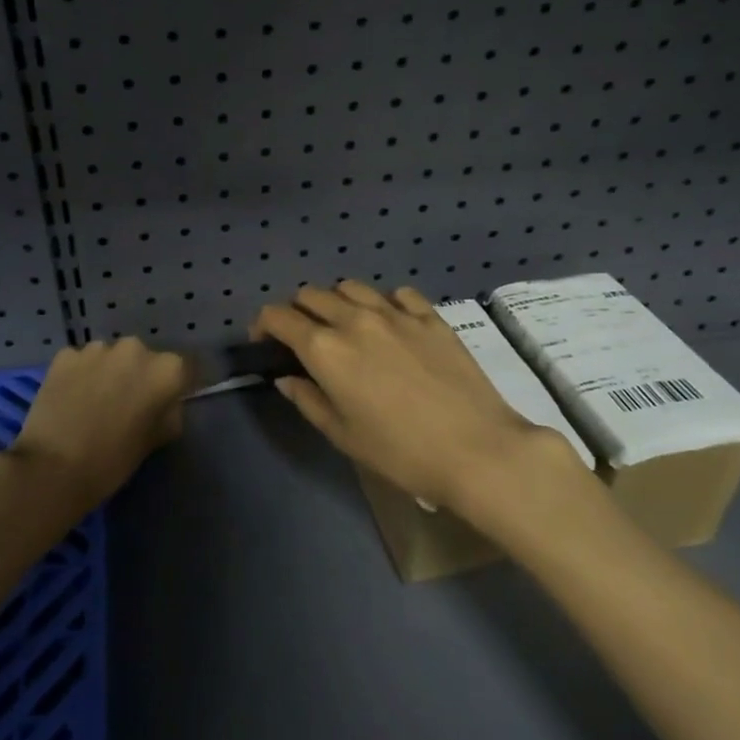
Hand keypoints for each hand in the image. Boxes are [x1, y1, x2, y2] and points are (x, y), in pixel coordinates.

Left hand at [5, 337, 191, 516]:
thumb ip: (169, 414)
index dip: (175, 386)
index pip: (183, 369)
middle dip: (139, 376)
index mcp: (166, 370)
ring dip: (109, 373)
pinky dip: (81, 375)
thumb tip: (166, 404)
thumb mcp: (155, 441)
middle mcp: (135, 349)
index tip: (166, 402)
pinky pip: (82, 361)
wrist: (52, 468)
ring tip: (95, 402)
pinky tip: (71, 399)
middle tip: (127, 405)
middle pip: (145, 359)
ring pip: (111, 357)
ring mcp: (97, 349)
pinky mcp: (66, 355)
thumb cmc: (112, 461)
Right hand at [253, 282, 588, 513]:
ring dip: (337, 302)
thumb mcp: (342, 434)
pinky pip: (397, 294)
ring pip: (351, 287)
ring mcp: (395, 313)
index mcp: (325, 348)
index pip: (278, 316)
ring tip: (345, 327)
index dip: (263, 325)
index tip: (264, 343)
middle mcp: (355, 319)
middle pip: (311, 295)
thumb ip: (308, 399)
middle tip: (303, 338)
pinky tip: (390, 324)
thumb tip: (287, 378)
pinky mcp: (430, 316)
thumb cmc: (400, 451)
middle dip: (297, 311)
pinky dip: (383, 303)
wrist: (476, 449)